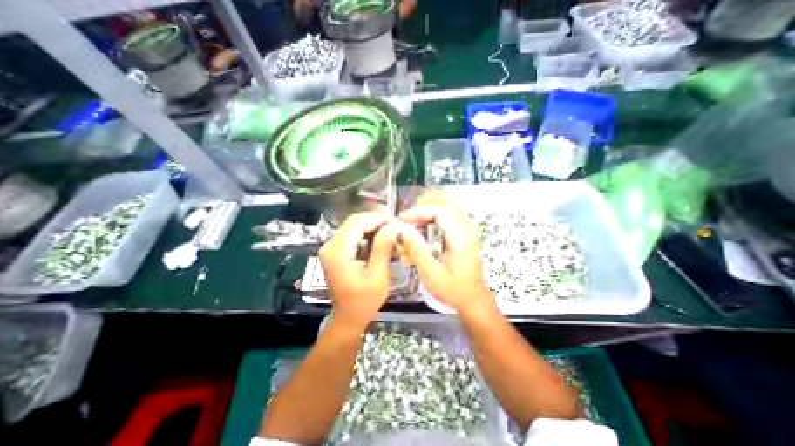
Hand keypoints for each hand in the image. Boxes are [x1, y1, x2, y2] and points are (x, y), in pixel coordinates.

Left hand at [318, 213, 401, 329]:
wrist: (348, 317)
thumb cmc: (364, 301)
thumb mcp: (377, 275)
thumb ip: (383, 248)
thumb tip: (392, 226)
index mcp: (337, 252)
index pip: (356, 223)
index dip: (376, 218)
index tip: (395, 219)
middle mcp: (329, 246)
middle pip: (354, 222)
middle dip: (375, 221)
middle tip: (395, 225)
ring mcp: (331, 248)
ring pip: (353, 227)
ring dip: (372, 227)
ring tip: (391, 231)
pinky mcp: (335, 251)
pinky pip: (352, 235)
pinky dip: (367, 234)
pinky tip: (380, 238)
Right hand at [398, 190, 495, 315]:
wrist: (473, 299)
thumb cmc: (453, 290)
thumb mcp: (432, 275)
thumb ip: (418, 251)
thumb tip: (403, 231)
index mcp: (460, 239)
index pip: (441, 211)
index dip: (420, 211)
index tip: (403, 219)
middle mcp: (466, 230)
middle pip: (449, 202)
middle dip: (426, 203)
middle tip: (410, 214)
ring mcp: (468, 230)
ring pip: (452, 204)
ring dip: (432, 204)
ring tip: (415, 215)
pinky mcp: (465, 233)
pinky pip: (453, 212)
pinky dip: (438, 210)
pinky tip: (427, 220)